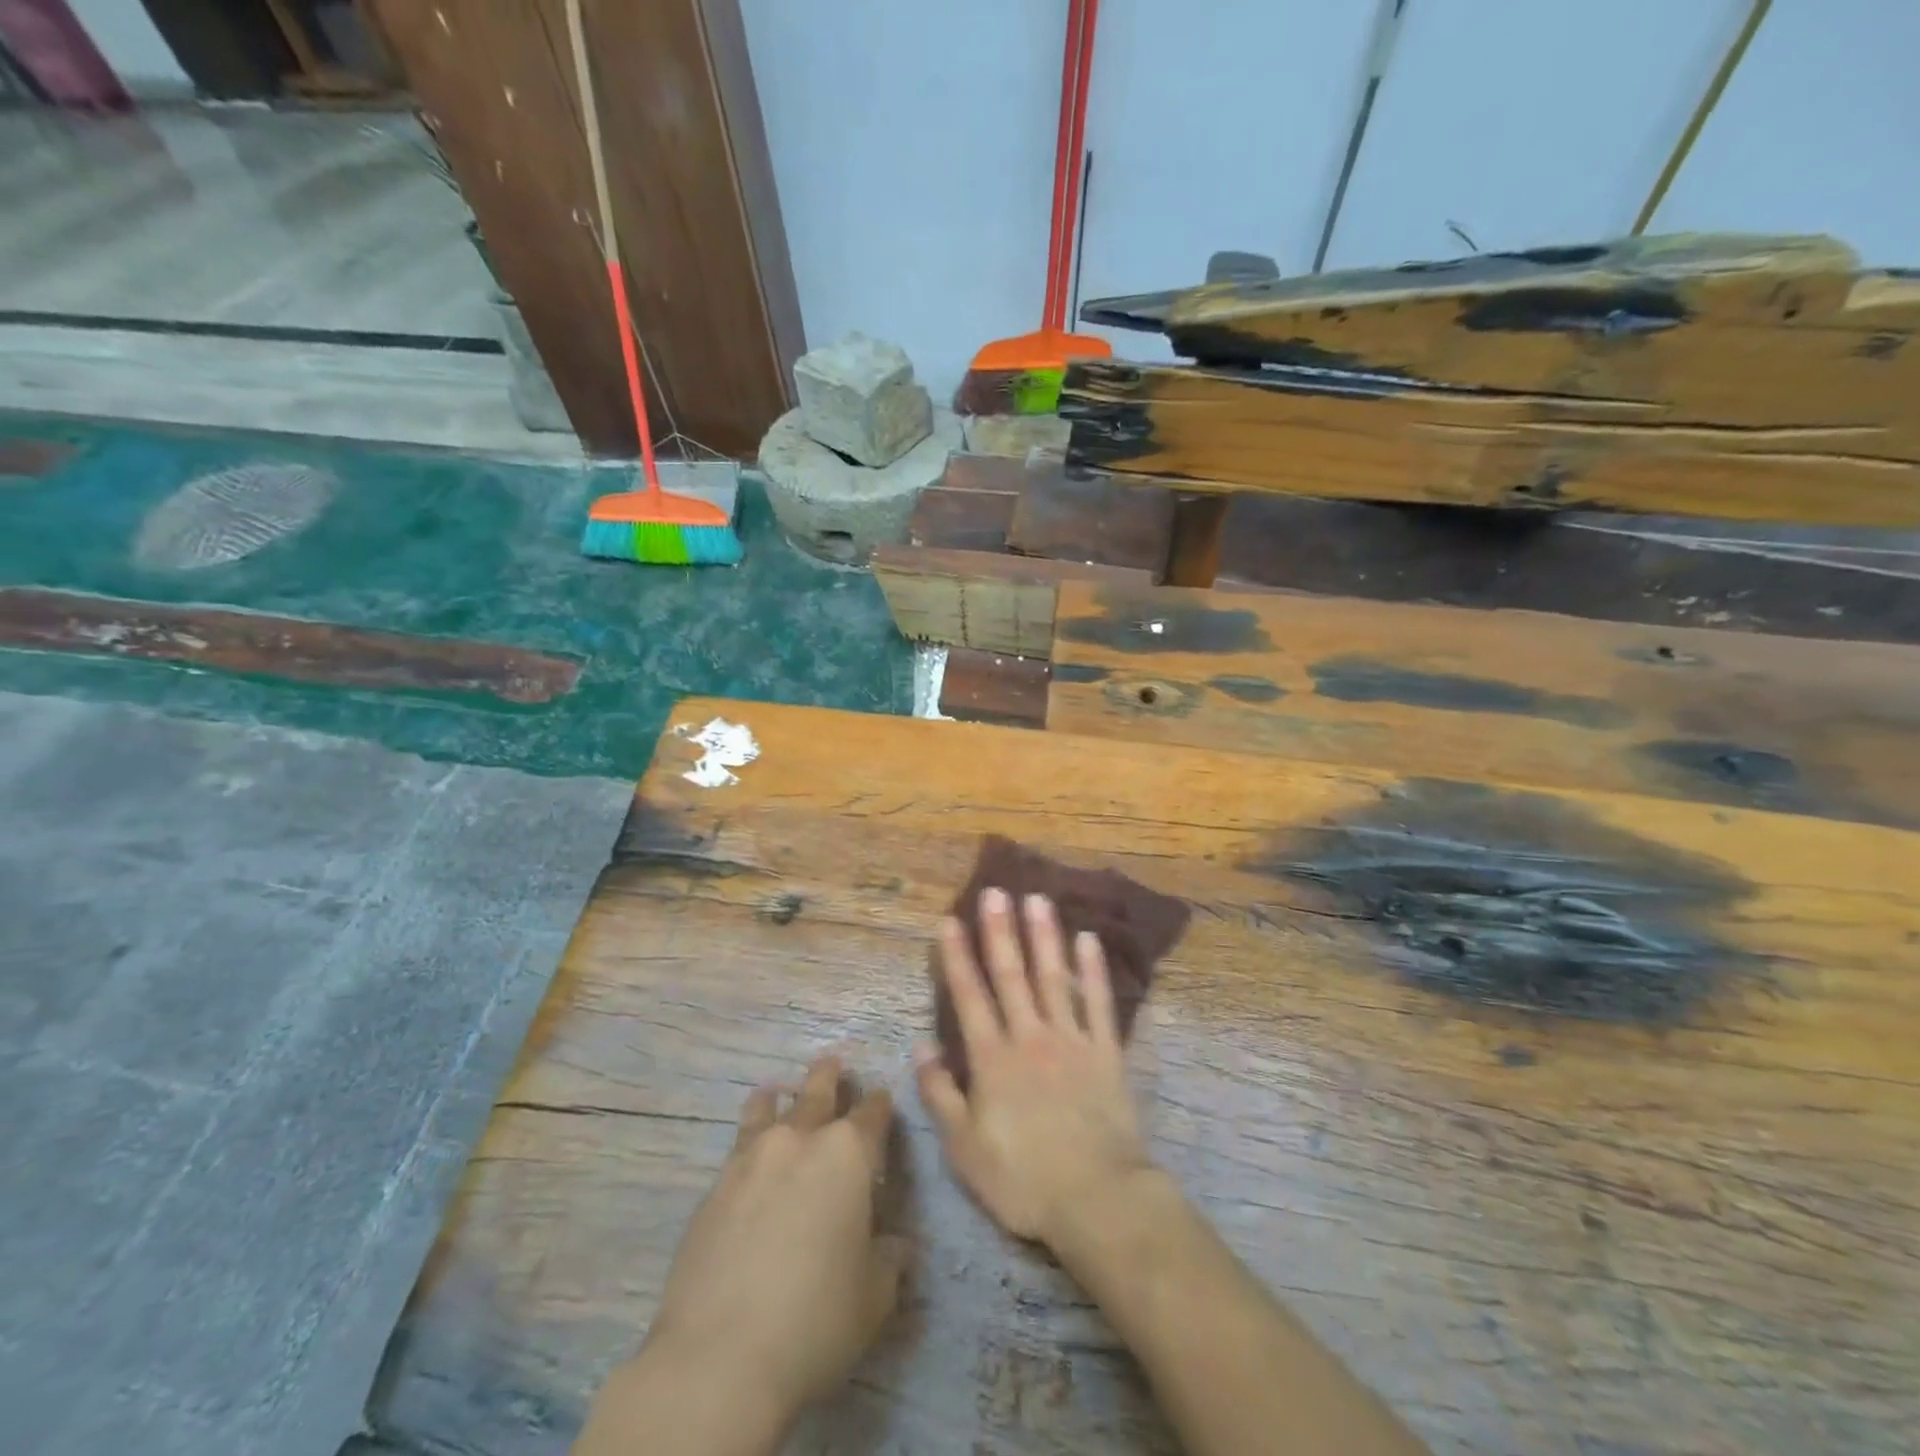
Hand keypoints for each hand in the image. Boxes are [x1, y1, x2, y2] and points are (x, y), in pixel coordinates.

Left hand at [639, 1056, 909, 1424]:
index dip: (880, 1104)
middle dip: (830, 1076)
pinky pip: (738, 1144)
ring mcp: (751, 1158)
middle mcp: (800, 1140)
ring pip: (769, 1107)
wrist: (719, 1358)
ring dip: (780, 1097)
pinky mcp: (715, 1186)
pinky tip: (748, 1148)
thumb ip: (888, 1259)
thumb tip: (894, 1245)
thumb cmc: (815, 1320)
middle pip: (818, 1091)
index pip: (872, 1113)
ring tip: (778, 1090)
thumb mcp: (874, 1296)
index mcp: (848, 1154)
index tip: (882, 1098)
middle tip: (832, 1063)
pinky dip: (749, 1134)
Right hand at [917, 888, 1155, 1245]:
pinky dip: (1094, 970)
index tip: (949, 920)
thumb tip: (921, 1046)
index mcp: (993, 1059)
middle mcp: (1030, 1036)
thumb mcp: (964, 1149)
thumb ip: (940, 1094)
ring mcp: (1071, 1040)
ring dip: (1044, 936)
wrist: (1098, 1199)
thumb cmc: (1023, 1179)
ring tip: (1037, 899)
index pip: (969, 996)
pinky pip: (1100, 1003)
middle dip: (1000, 931)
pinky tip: (1089, 940)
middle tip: (995, 891)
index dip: (957, 957)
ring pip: (1054, 977)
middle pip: (1012, 975)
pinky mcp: (1106, 1052)